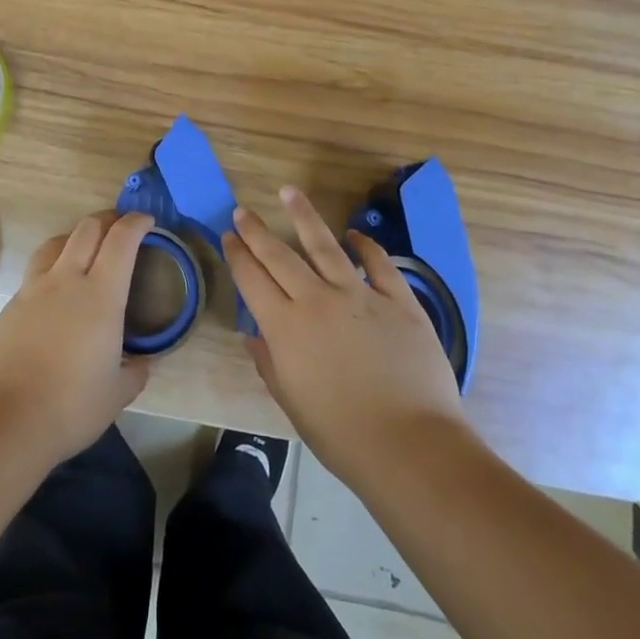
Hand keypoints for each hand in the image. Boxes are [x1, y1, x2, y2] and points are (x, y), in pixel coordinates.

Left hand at [0, 210, 152, 464]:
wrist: (3, 420)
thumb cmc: (71, 406)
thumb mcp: (117, 394)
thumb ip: (134, 372)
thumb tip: (141, 363)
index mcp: (100, 295)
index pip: (121, 240)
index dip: (136, 223)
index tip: (147, 221)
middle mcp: (66, 281)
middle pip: (86, 229)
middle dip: (106, 221)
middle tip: (118, 229)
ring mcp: (31, 291)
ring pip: (54, 244)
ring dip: (74, 238)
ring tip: (83, 251)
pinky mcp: (7, 307)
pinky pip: (33, 276)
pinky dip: (50, 273)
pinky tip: (53, 299)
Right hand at [225, 186, 466, 482]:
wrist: (410, 446)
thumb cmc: (342, 435)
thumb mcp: (293, 403)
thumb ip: (270, 363)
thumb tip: (253, 335)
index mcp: (286, 328)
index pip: (253, 280)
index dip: (237, 255)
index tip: (229, 235)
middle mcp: (317, 301)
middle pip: (280, 256)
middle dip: (257, 231)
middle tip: (243, 210)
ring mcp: (360, 296)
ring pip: (325, 245)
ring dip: (304, 216)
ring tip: (289, 192)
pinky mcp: (398, 301)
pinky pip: (378, 264)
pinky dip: (365, 246)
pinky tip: (353, 235)